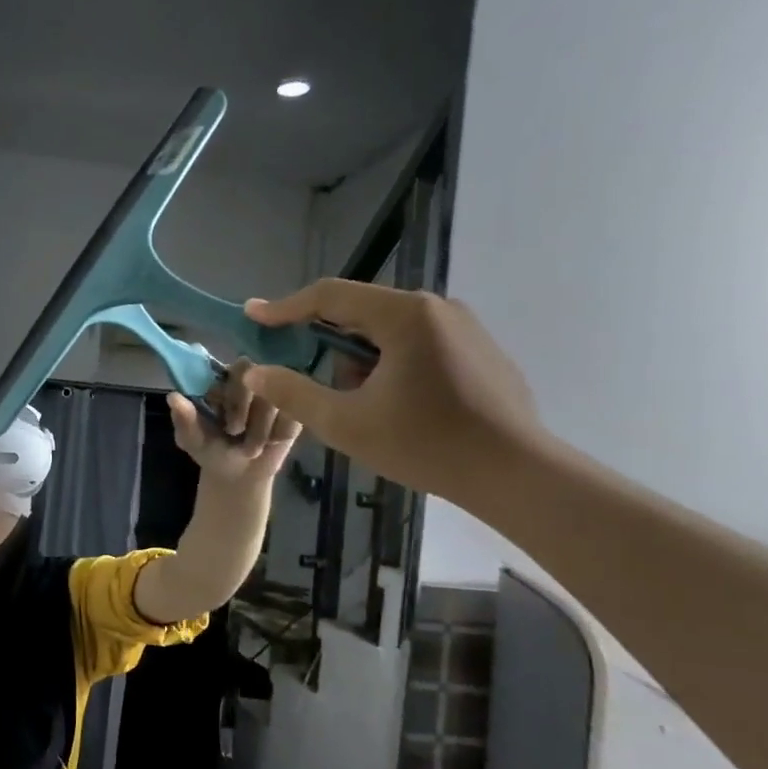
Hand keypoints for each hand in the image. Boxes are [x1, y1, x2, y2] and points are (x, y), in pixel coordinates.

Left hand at [167, 359, 301, 484]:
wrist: (238, 476)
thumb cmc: (211, 450)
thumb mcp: (192, 439)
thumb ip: (184, 419)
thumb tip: (173, 397)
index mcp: (222, 379)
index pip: (229, 367)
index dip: (227, 389)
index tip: (218, 412)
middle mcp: (251, 378)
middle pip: (254, 372)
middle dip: (241, 406)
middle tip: (234, 431)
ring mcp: (276, 391)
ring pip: (274, 396)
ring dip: (260, 428)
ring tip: (250, 447)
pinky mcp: (296, 409)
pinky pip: (293, 414)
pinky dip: (278, 433)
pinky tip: (270, 443)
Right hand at [241, 281, 545, 506]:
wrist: (515, 473)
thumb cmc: (424, 444)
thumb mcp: (344, 423)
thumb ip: (293, 393)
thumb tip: (255, 371)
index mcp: (404, 316)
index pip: (329, 296)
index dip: (285, 307)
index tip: (252, 315)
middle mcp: (436, 308)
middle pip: (360, 312)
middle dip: (325, 341)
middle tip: (302, 373)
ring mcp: (464, 327)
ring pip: (389, 331)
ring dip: (360, 359)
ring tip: (357, 404)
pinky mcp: (479, 350)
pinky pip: (418, 344)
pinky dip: (390, 364)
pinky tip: (394, 405)